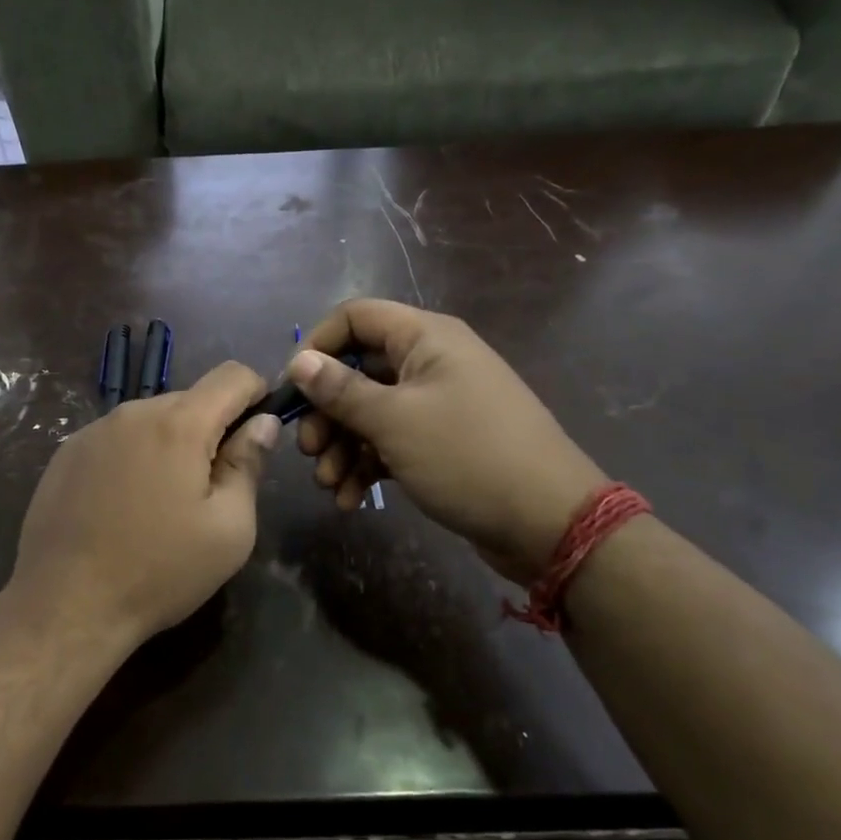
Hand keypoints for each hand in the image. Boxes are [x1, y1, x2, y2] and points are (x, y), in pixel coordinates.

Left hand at [7, 361, 278, 647]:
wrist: (65, 605)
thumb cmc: (160, 571)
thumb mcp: (230, 529)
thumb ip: (249, 464)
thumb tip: (263, 423)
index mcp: (179, 424)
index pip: (232, 375)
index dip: (257, 393)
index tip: (259, 432)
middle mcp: (133, 412)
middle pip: (191, 399)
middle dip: (212, 429)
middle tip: (212, 487)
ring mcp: (93, 430)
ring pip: (152, 419)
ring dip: (171, 444)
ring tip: (164, 502)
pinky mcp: (66, 453)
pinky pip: (117, 438)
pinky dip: (135, 456)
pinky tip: (124, 506)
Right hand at [289, 299, 606, 582]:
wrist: (548, 522)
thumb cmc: (467, 456)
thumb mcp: (395, 421)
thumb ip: (341, 390)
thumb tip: (299, 360)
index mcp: (426, 338)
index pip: (356, 317)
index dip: (318, 346)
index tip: (292, 388)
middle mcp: (431, 362)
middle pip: (358, 370)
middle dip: (326, 412)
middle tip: (309, 451)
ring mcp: (438, 404)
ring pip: (371, 412)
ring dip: (342, 446)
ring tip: (329, 485)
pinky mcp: (441, 443)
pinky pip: (391, 442)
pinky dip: (367, 465)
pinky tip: (351, 500)